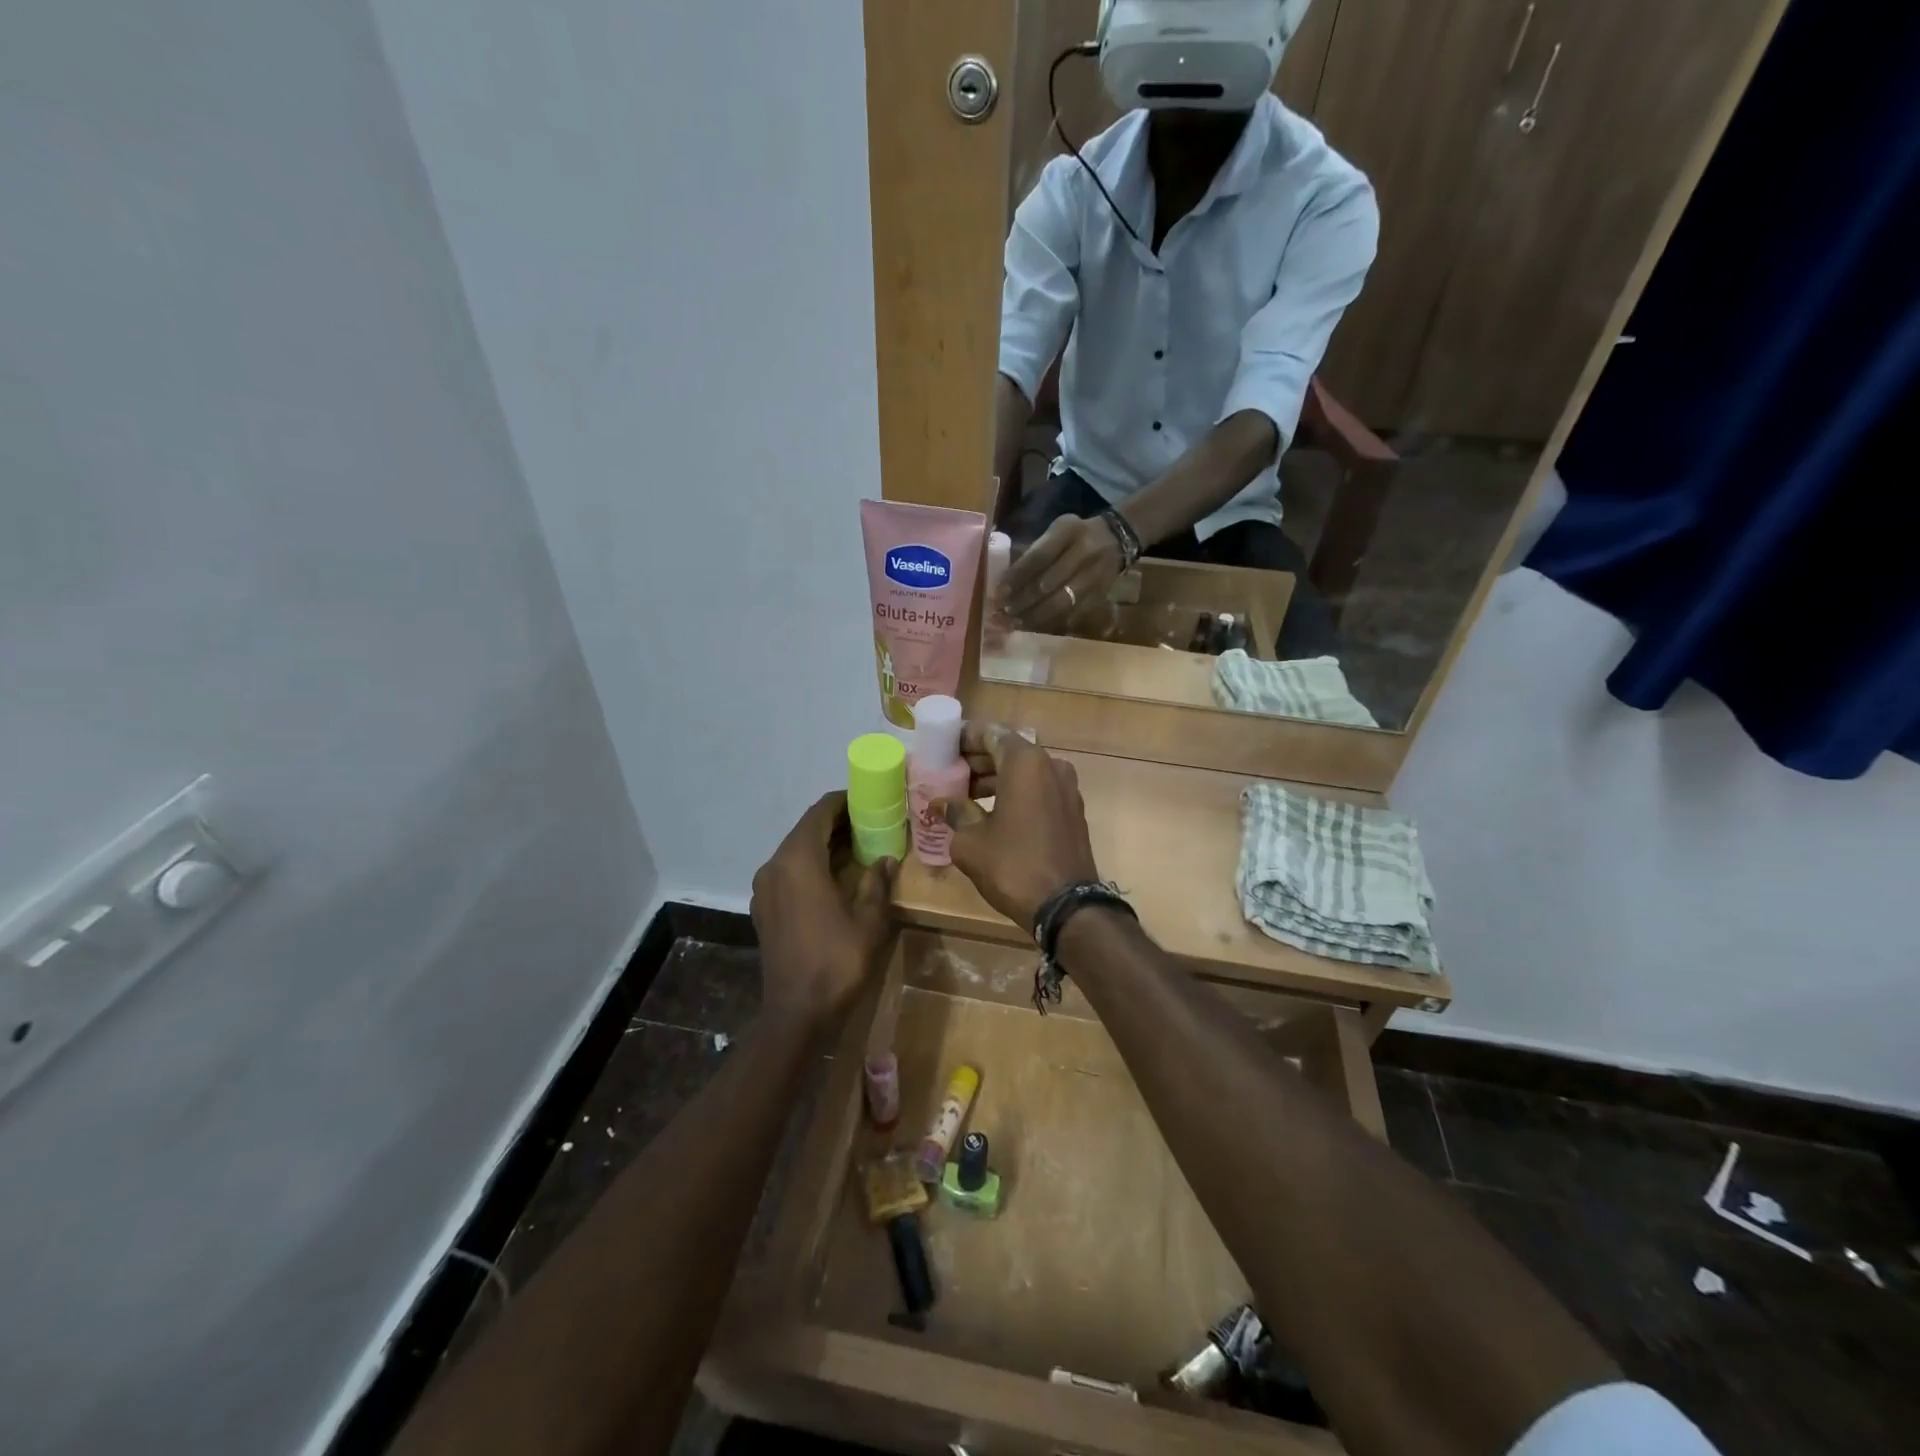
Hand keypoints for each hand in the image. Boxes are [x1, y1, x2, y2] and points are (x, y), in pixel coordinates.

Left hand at [750, 793, 895, 1026]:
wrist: (796, 1013)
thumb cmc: (837, 961)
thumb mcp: (869, 920)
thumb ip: (877, 883)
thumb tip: (885, 860)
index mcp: (798, 861)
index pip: (820, 812)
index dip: (845, 801)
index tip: (870, 800)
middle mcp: (775, 866)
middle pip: (806, 829)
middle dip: (838, 823)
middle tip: (872, 823)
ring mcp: (765, 888)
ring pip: (796, 850)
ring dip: (824, 844)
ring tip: (859, 849)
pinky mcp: (763, 907)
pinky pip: (788, 871)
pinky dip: (811, 865)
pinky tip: (835, 878)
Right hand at [935, 724, 1099, 929]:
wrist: (1067, 906)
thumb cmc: (1013, 865)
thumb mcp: (971, 841)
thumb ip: (956, 813)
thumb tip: (942, 804)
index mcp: (1025, 762)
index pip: (989, 734)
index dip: (963, 739)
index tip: (942, 748)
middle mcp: (1050, 766)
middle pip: (1008, 751)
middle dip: (978, 760)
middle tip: (949, 773)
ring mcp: (1067, 788)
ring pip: (1024, 772)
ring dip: (996, 778)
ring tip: (965, 795)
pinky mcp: (1073, 811)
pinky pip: (1038, 790)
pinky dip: (1015, 793)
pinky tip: (992, 812)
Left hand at [1004, 514, 1124, 632]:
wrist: (1118, 538)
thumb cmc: (1077, 534)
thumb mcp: (1057, 530)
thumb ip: (1036, 550)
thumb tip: (1007, 579)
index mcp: (1068, 531)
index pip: (1038, 557)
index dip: (1017, 577)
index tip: (999, 592)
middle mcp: (1084, 553)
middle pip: (1048, 584)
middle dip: (1022, 601)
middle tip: (1003, 613)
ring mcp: (1094, 576)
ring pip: (1060, 603)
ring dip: (1034, 616)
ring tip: (1015, 623)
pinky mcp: (1099, 594)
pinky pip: (1072, 613)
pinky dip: (1051, 622)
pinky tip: (1035, 627)